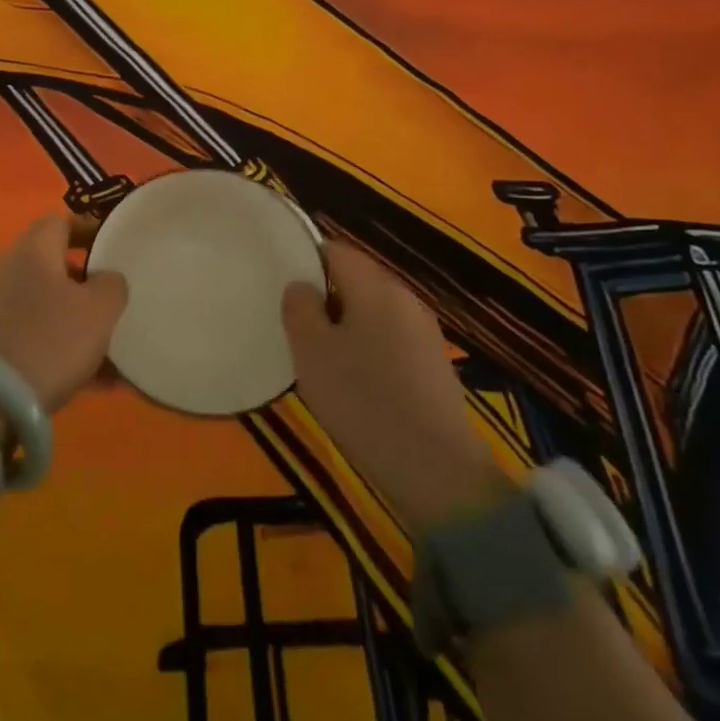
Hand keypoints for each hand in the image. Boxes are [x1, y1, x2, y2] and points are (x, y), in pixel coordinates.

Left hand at [0, 215, 129, 418]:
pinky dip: (59, 354)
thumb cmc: (48, 340)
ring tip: (113, 356)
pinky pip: (31, 340)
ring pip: (45, 309)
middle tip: (114, 304)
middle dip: (85, 286)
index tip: (113, 246)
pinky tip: (93, 385)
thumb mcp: (98, 310)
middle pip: (52, 267)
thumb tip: (107, 279)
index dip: (89, 230)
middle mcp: (6, 270)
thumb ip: (112, 285)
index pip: (60, 222)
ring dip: (76, 326)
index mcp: (32, 250)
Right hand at [282, 240, 508, 528]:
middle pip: (356, 278)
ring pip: (372, 310)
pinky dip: (366, 346)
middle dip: (324, 294)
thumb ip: (300, 307)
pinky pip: (389, 338)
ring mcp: (424, 331)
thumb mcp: (312, 351)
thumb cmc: (364, 401)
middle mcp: (405, 298)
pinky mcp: (433, 364)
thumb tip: (302, 286)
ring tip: (319, 353)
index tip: (282, 284)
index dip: (305, 259)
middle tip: (294, 322)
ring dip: (344, 323)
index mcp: (376, 286)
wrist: (437, 471)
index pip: (335, 249)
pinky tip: (353, 379)